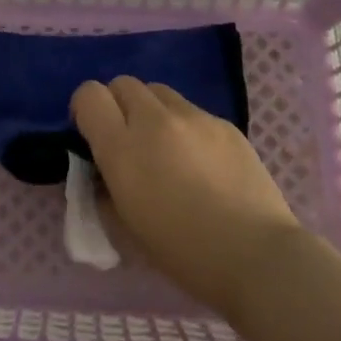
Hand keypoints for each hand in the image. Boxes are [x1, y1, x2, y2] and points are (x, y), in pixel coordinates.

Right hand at [72, 77, 305, 317]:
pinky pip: (193, 111)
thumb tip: (104, 170)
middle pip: (124, 84)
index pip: (89, 95)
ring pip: (159, 92)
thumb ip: (106, 187)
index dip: (85, 109)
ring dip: (151, 111)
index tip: (91, 133)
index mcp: (122, 147)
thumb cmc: (182, 253)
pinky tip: (202, 163)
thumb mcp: (126, 225)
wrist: (255, 256)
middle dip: (118, 105)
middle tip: (128, 139)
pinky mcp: (225, 124)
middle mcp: (154, 120)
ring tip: (166, 147)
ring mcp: (194, 117)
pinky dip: (185, 127)